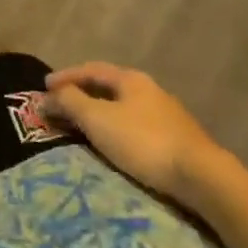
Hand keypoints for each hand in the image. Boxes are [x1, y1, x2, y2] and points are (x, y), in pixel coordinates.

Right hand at [44, 63, 226, 204]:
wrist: (203, 178)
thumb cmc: (143, 141)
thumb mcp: (98, 119)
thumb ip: (69, 102)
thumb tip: (46, 95)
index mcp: (131, 79)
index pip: (91, 69)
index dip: (65, 76)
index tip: (44, 87)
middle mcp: (150, 90)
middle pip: (109, 87)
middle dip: (83, 94)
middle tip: (62, 105)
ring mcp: (168, 115)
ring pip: (125, 108)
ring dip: (101, 113)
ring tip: (85, 126)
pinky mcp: (179, 141)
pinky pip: (137, 127)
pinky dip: (118, 129)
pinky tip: (116, 143)